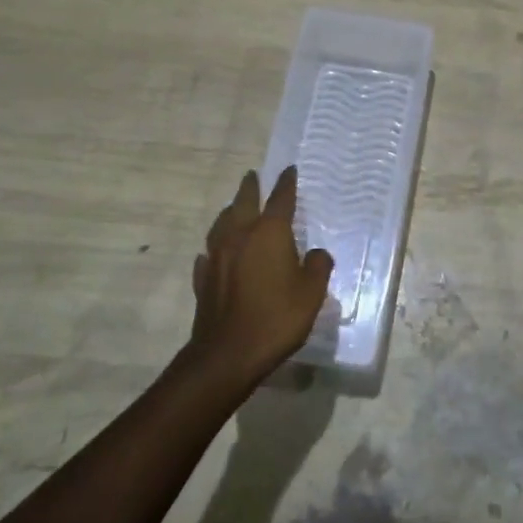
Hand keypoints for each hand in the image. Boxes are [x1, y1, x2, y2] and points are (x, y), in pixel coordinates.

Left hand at [185, 167, 334, 384]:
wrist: (228, 353)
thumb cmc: (277, 318)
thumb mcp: (312, 293)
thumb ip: (318, 267)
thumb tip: (317, 253)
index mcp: (269, 233)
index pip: (280, 199)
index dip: (286, 183)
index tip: (289, 170)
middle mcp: (239, 236)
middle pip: (243, 202)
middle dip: (250, 188)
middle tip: (253, 176)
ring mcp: (217, 257)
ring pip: (221, 224)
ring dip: (229, 212)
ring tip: (233, 208)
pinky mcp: (203, 279)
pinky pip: (209, 254)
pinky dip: (215, 248)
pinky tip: (214, 253)